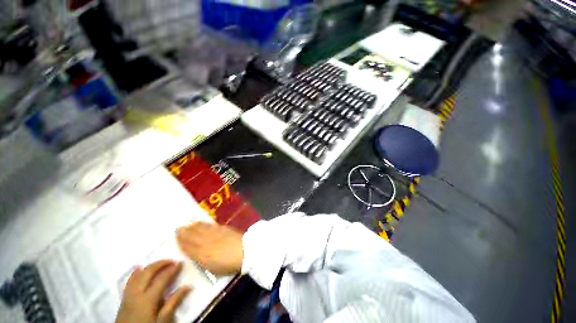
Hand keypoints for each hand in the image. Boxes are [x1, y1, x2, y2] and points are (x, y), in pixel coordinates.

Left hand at [115, 260, 190, 322]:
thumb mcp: (163, 320)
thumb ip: (173, 303)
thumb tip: (187, 286)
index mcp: (148, 298)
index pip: (162, 279)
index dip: (172, 269)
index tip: (181, 262)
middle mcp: (137, 293)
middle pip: (148, 273)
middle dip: (160, 264)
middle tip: (171, 261)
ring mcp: (128, 295)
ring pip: (138, 275)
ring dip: (149, 267)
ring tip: (159, 263)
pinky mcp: (123, 299)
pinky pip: (129, 281)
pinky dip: (135, 273)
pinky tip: (138, 268)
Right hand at [176, 222, 243, 275]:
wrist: (244, 250)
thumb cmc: (228, 264)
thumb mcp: (212, 268)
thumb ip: (201, 260)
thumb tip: (194, 254)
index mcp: (202, 254)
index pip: (188, 246)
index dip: (182, 241)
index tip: (176, 236)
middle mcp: (206, 241)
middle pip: (193, 235)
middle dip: (185, 232)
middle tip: (178, 228)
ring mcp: (215, 233)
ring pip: (201, 229)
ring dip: (193, 226)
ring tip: (188, 224)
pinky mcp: (223, 228)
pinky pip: (210, 225)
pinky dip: (204, 224)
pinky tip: (202, 223)